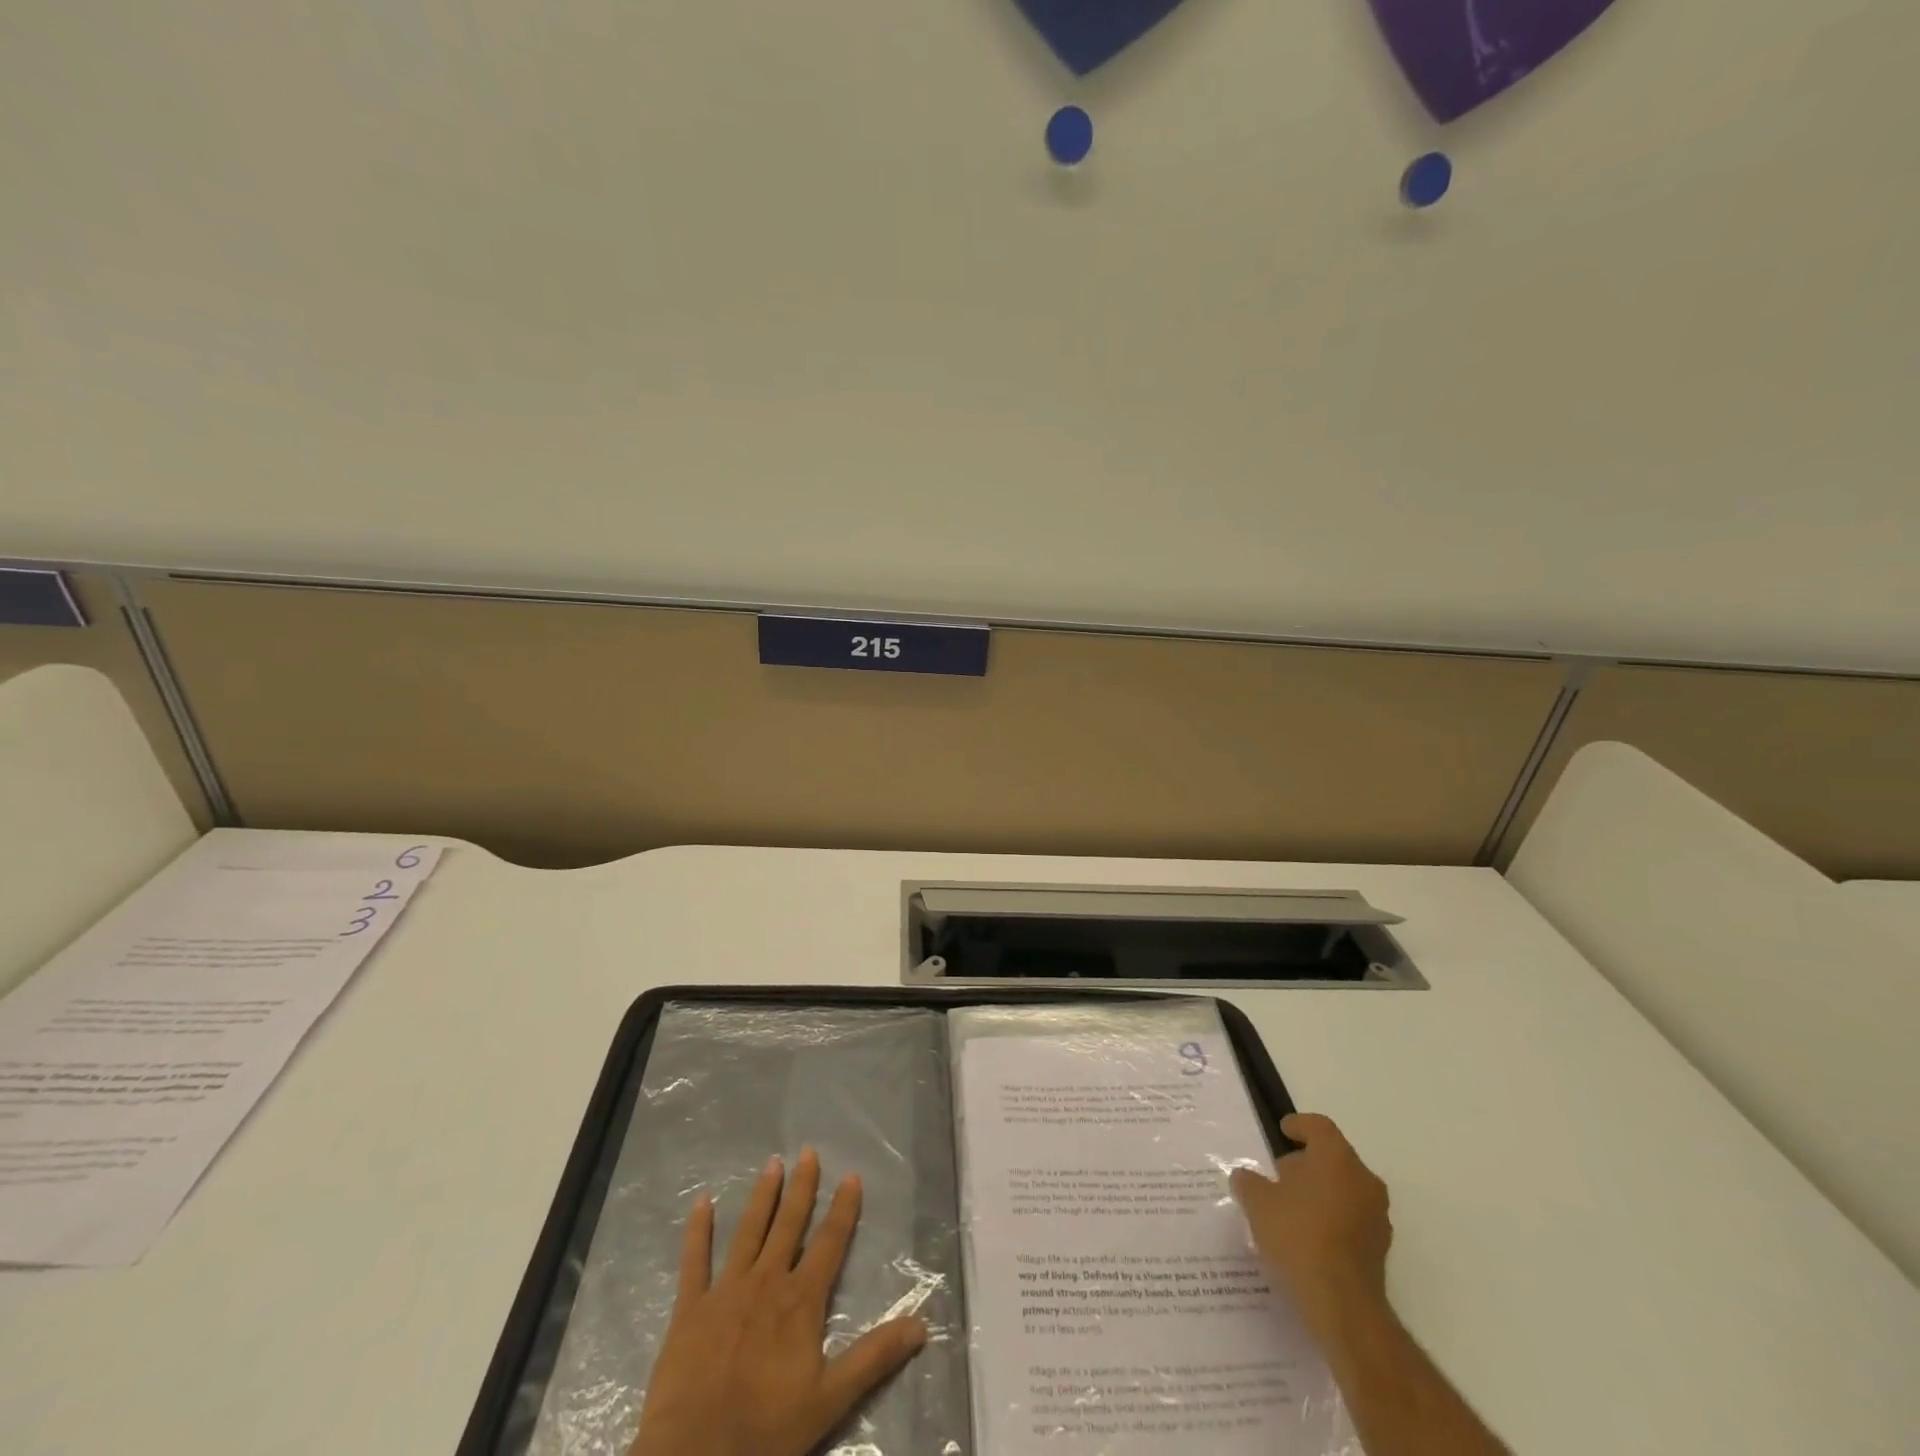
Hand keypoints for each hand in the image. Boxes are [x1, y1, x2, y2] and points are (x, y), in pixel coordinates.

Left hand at [629, 1148, 928, 1455]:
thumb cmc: (766, 1429)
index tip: (851, 1175)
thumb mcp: (830, 1399)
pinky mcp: (691, 1306)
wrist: (697, 1455)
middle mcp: (767, 1281)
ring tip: (772, 1163)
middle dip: (801, 1187)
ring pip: (749, 1231)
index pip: (829, 1243)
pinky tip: (701, 1201)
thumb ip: (874, 1358)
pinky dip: (698, 1230)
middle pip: (788, 1225)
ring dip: (762, 1196)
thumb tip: (921, 1326)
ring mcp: (726, 1289)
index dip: (843, 1208)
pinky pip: (695, 1260)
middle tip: (808, 1151)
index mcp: (801, 1300)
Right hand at [1229, 1113, 1391, 1342]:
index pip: (1319, 1127)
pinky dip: (1330, 1219)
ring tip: (1289, 1208)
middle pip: (1333, 1158)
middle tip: (1279, 1174)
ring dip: (1320, 1192)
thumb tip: (1245, 1177)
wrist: (1342, 1305)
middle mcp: (1363, 1180)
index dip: (1299, 1125)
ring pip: (1344, 1190)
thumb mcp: (1257, 1202)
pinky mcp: (1379, 1249)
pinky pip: (1350, 1219)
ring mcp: (1376, 1216)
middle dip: (1307, 1163)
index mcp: (1337, 1158)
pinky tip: (1306, 1237)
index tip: (1282, 1131)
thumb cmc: (1298, 1235)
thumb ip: (1248, 1182)